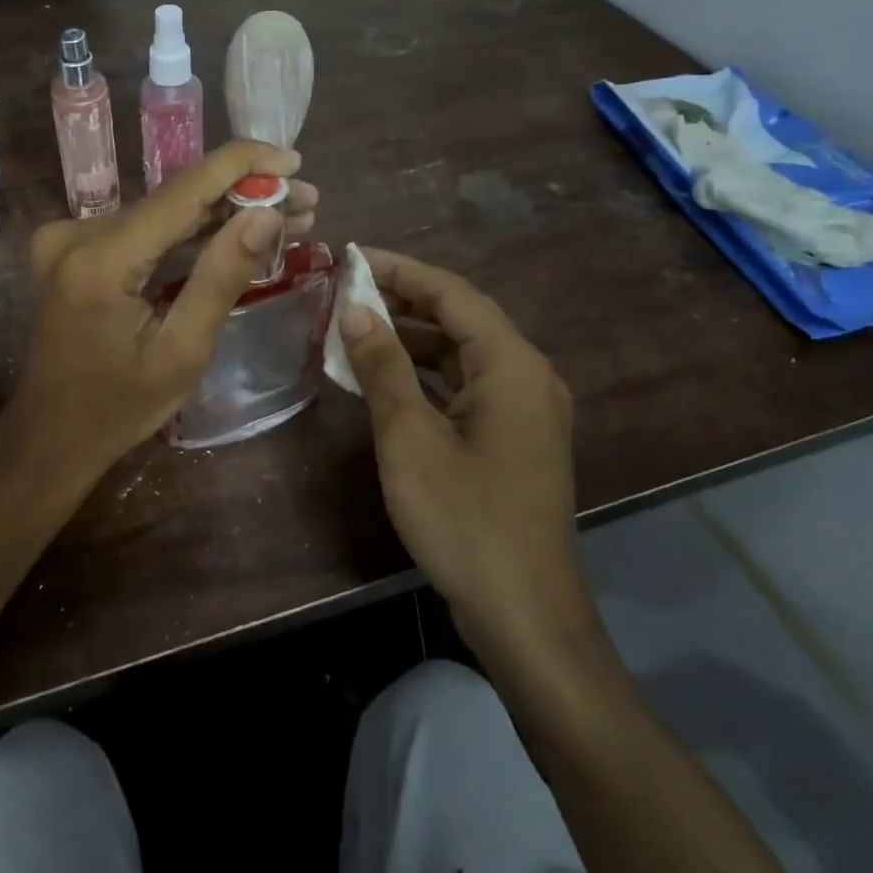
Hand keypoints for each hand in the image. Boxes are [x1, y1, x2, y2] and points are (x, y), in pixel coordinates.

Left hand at [4, 141, 317, 487]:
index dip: (242, 166)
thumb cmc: (119, 408)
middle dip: (242, 195)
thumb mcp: (182, 351)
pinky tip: (232, 230)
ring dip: (219, 213)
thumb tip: (268, 213)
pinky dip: (186, 232)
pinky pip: (141, 230)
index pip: (182, 191)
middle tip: (305, 203)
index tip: (293, 160)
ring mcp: (67, 239)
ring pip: (161, 212)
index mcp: (100, 260)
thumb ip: (222, 277)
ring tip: (284, 216)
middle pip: (174, 198)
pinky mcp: (72, 250)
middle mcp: (75, 234)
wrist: (50, 437)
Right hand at [337, 249, 596, 659]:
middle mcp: (528, 375)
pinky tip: (386, 380)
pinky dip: (426, 375)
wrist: (524, 614)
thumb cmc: (464, 519)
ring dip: (412, 339)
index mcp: (512, 364)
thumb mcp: (409, 437)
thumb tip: (355, 309)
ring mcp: (525, 410)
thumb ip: (382, 366)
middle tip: (345, 292)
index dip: (400, 270)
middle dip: (403, 301)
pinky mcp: (514, 439)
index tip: (351, 258)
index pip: (452, 293)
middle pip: (461, 318)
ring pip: (462, 354)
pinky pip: (466, 386)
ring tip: (355, 329)